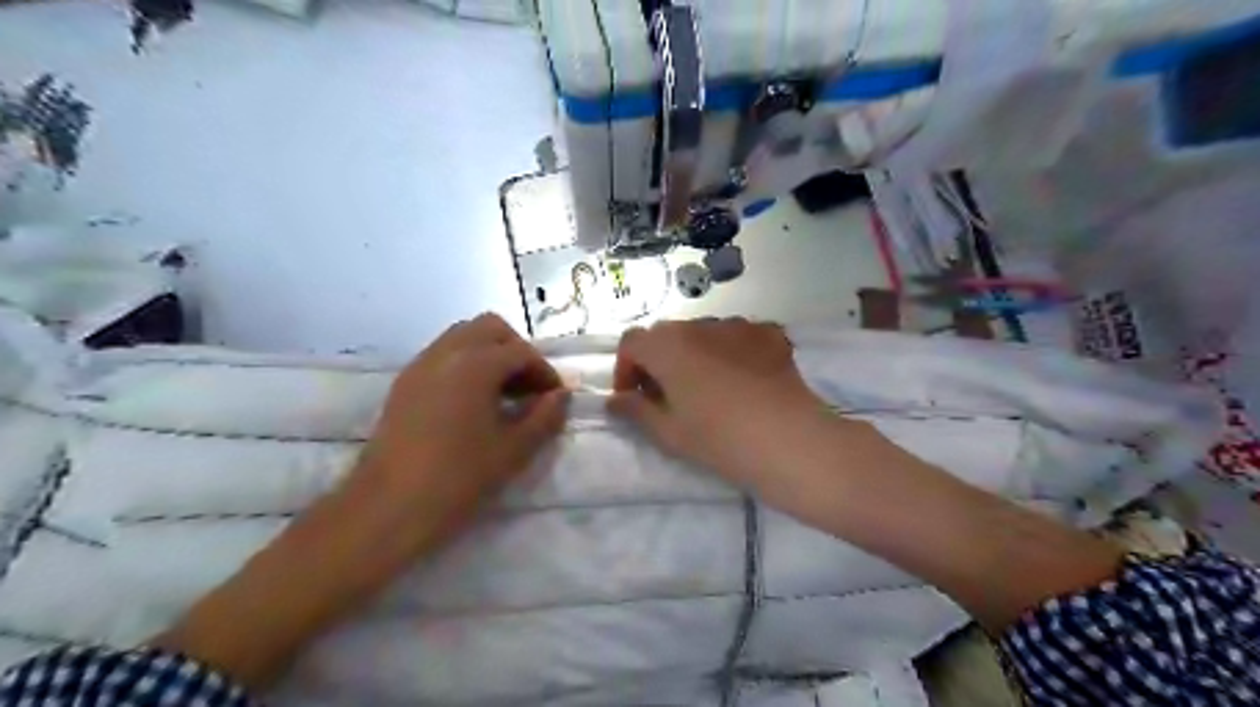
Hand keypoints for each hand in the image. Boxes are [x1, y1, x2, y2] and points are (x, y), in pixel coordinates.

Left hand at [355, 311, 570, 548]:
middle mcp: (446, 352)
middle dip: (516, 351)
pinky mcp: (404, 384)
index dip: (545, 372)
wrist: (388, 508)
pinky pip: (442, 355)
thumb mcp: (514, 450)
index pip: (521, 352)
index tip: (555, 398)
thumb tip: (561, 395)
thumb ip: (545, 417)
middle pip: (490, 329)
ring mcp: (420, 365)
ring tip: (503, 394)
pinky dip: (465, 365)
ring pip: (463, 337)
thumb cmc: (458, 477)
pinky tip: (472, 404)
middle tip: (529, 387)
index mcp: (476, 364)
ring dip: (490, 354)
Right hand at [609, 320, 828, 484]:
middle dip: (658, 361)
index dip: (625, 369)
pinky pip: (737, 337)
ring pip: (703, 334)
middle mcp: (699, 325)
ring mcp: (738, 325)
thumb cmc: (718, 439)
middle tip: (667, 397)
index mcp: (668, 345)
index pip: (631, 342)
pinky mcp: (768, 334)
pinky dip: (729, 352)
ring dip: (694, 355)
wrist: (788, 440)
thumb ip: (634, 411)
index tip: (633, 398)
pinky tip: (742, 380)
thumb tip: (613, 400)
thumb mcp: (668, 432)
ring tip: (708, 389)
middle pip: (667, 335)